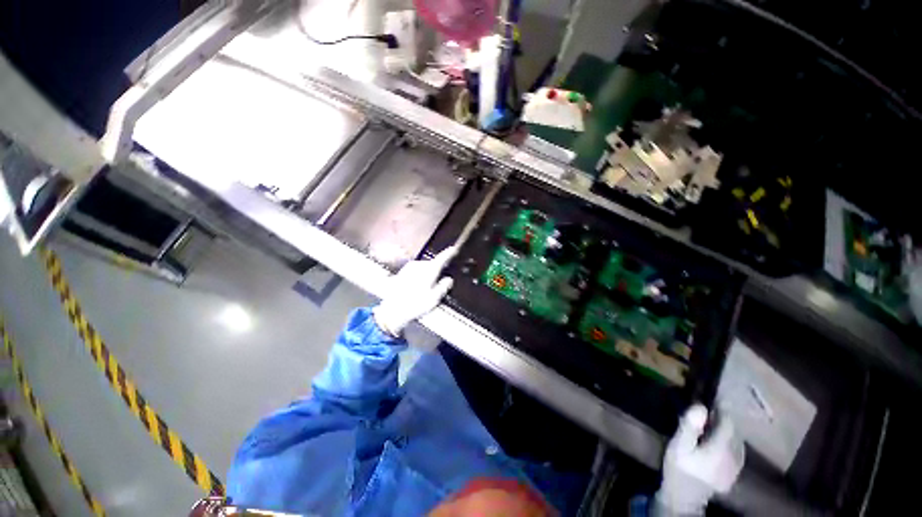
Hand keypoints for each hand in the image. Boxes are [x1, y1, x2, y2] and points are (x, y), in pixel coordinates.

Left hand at [373, 246, 457, 336]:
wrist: (391, 310)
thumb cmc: (414, 305)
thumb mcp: (434, 299)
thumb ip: (443, 287)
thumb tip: (448, 280)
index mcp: (429, 270)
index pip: (441, 258)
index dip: (449, 253)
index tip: (453, 249)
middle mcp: (419, 265)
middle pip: (432, 264)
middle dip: (436, 271)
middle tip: (438, 284)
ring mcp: (409, 268)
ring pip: (423, 268)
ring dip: (427, 275)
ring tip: (425, 290)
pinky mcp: (402, 272)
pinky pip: (415, 271)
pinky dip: (419, 277)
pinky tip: (416, 289)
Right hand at [655, 404, 744, 515]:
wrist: (685, 496)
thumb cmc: (679, 467)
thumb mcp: (678, 445)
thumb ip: (689, 426)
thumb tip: (700, 406)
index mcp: (721, 449)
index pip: (729, 423)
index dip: (721, 409)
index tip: (711, 399)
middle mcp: (735, 457)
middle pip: (735, 431)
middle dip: (723, 419)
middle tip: (707, 411)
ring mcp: (737, 466)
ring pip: (737, 440)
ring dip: (727, 429)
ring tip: (711, 424)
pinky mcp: (735, 472)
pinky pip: (737, 450)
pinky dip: (729, 440)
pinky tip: (717, 441)